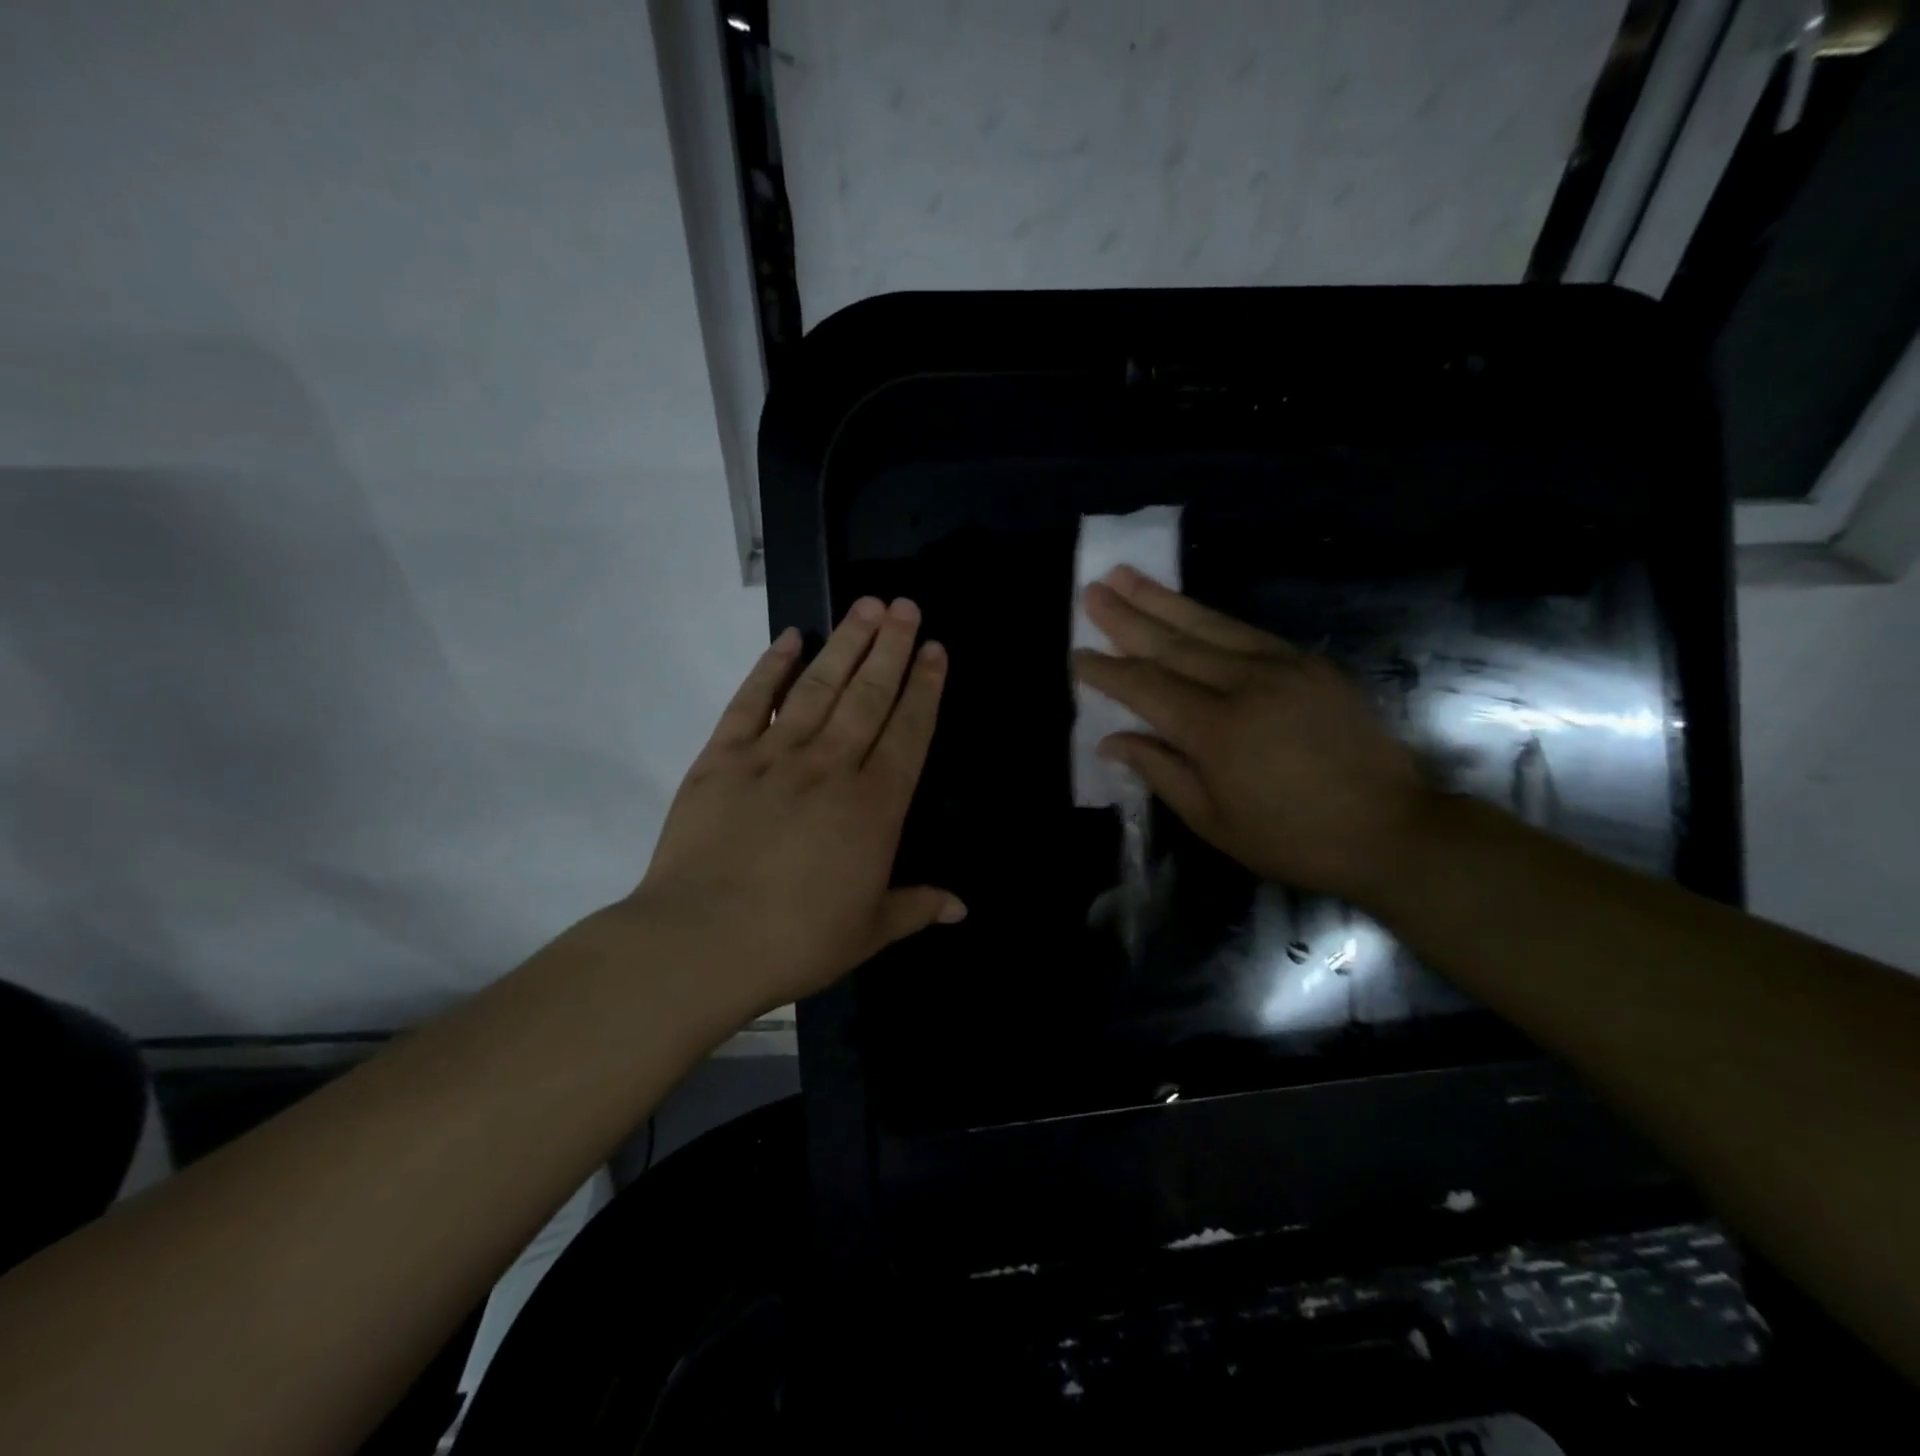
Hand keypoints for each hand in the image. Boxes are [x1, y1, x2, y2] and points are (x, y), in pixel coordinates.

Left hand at [627, 597, 963, 1016]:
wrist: (702, 942)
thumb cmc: (797, 940)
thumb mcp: (869, 931)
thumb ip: (917, 907)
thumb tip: (963, 907)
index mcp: (874, 805)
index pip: (909, 732)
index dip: (925, 687)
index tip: (934, 649)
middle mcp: (831, 766)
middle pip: (869, 695)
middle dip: (892, 647)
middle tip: (906, 606)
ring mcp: (774, 756)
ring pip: (819, 686)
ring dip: (846, 644)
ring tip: (867, 606)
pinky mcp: (722, 758)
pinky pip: (751, 702)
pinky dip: (769, 668)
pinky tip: (788, 639)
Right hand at [1072, 567, 1432, 905]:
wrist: (1393, 829)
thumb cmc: (1292, 838)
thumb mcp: (1213, 821)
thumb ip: (1159, 771)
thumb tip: (1111, 740)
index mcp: (1215, 731)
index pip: (1146, 687)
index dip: (1107, 670)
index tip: (1076, 654)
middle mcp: (1245, 685)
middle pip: (1173, 643)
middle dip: (1127, 616)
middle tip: (1092, 590)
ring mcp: (1283, 667)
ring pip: (1209, 625)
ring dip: (1164, 599)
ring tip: (1128, 575)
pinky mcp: (1310, 663)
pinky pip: (1247, 632)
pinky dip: (1209, 618)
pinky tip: (1188, 608)